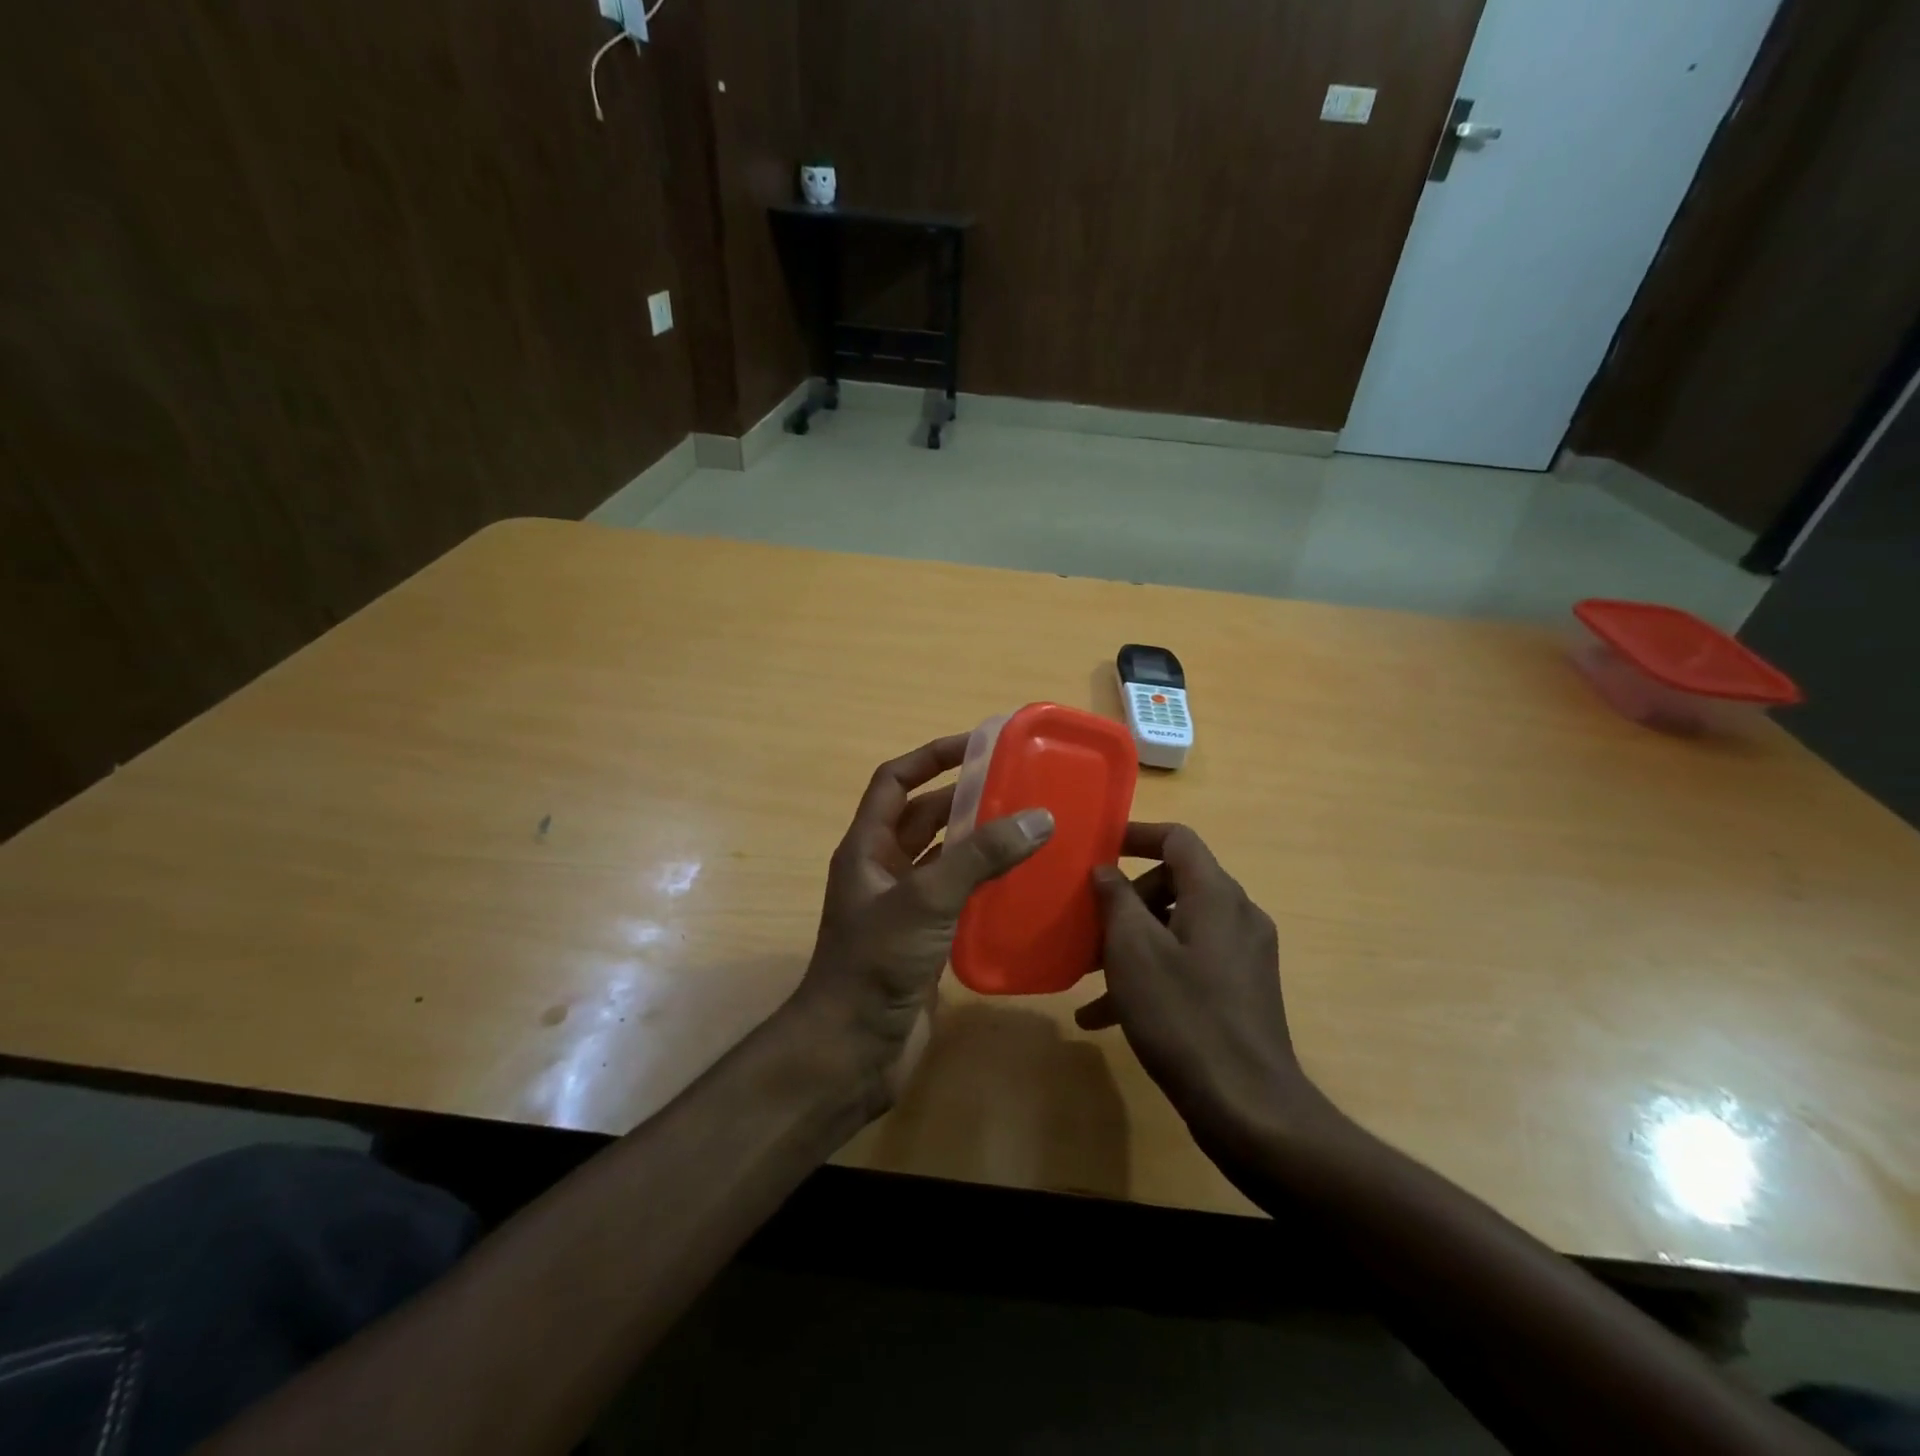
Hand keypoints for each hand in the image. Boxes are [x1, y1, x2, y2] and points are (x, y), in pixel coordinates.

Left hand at [794, 733, 1053, 1114]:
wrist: (853, 1050)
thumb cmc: (876, 963)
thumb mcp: (927, 899)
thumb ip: (981, 857)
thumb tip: (1040, 817)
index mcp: (868, 847)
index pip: (894, 781)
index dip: (931, 757)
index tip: (977, 745)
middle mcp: (883, 871)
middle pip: (925, 818)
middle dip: (966, 799)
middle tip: (1019, 788)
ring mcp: (903, 909)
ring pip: (945, 860)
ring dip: (980, 844)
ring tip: (1031, 830)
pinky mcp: (924, 942)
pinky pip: (958, 899)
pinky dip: (986, 887)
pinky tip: (1025, 886)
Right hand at [1077, 823, 1331, 1157]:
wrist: (1249, 1108)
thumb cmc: (1183, 1016)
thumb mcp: (1133, 951)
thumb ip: (1116, 900)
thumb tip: (1105, 870)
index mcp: (1216, 895)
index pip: (1177, 838)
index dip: (1136, 835)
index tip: (1098, 849)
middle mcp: (1237, 915)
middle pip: (1174, 883)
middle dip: (1126, 901)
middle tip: (1088, 927)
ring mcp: (1243, 956)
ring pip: (1176, 929)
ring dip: (1131, 944)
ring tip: (1086, 976)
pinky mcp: (1241, 992)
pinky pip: (1188, 965)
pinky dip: (1152, 975)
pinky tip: (1105, 1016)